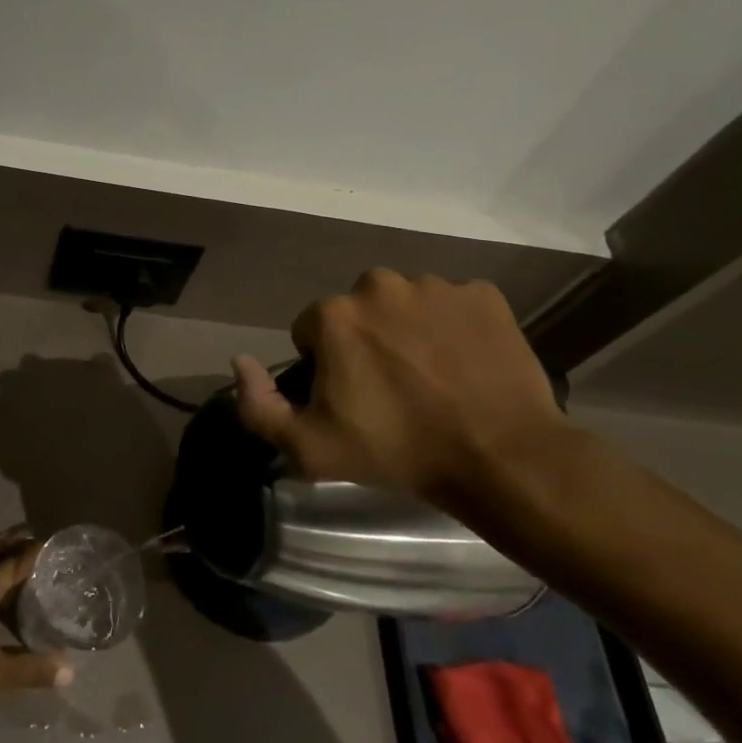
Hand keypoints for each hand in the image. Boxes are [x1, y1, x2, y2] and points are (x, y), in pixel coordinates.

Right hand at [231, 270, 569, 505]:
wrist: (501, 457)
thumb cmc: (398, 451)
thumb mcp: (310, 447)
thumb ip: (258, 406)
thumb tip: (240, 362)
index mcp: (335, 314)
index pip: (311, 332)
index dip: (326, 368)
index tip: (351, 400)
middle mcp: (379, 284)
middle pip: (357, 311)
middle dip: (365, 341)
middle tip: (391, 390)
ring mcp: (436, 286)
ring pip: (406, 305)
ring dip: (409, 331)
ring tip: (433, 378)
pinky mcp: (484, 294)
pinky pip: (454, 305)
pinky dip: (454, 328)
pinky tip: (466, 365)